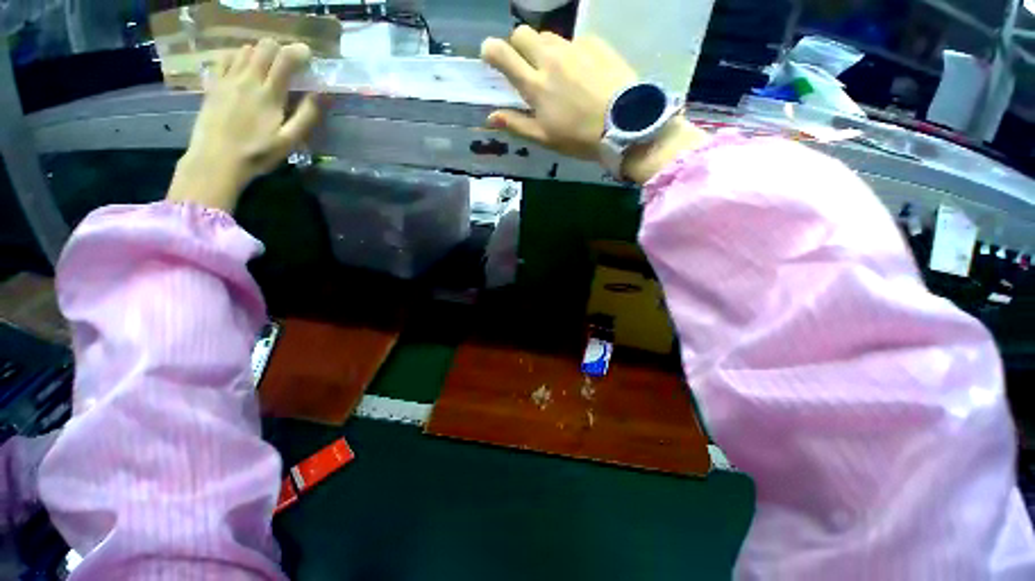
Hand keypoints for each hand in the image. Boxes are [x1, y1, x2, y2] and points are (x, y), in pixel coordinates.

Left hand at [167, 39, 320, 211]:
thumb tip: (323, 95)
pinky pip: (224, 58)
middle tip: (289, 63)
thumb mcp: (289, 141)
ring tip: (267, 67)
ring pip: (244, 49)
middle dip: (280, 50)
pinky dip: (236, 56)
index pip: (286, 59)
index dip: (299, 52)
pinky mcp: (213, 84)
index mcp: (269, 94)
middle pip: (264, 47)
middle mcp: (247, 79)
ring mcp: (227, 79)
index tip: (309, 56)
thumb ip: (307, 116)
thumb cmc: (258, 154)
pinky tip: (242, 67)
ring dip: (260, 53)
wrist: (216, 161)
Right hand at [481, 26, 706, 183]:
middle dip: (518, 45)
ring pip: (549, 36)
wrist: (624, 125)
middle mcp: (550, 59)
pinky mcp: (595, 43)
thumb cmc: (579, 137)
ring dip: (545, 49)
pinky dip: (571, 54)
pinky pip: (575, 41)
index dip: (491, 51)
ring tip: (557, 72)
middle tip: (527, 66)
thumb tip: (490, 117)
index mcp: (535, 85)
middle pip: (523, 33)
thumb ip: (516, 124)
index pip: (503, 54)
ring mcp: (574, 48)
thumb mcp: (545, 138)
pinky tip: (583, 73)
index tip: (490, 56)